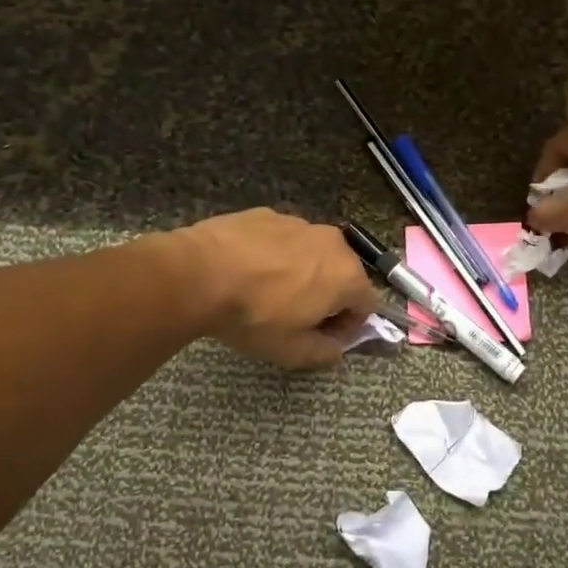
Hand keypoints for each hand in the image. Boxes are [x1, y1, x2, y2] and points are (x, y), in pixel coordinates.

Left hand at [180, 209, 381, 368]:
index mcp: (347, 275)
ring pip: (312, 254)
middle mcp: (332, 242)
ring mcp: (299, 223)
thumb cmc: (255, 315)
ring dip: (302, 273)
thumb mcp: (291, 351)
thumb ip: (325, 353)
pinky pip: (283, 240)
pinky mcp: (268, 214)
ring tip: (268, 293)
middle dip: (328, 297)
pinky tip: (249, 272)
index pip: (367, 305)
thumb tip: (336, 349)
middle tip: (297, 318)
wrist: (200, 273)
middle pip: (342, 274)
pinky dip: (276, 255)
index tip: (323, 339)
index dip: (348, 327)